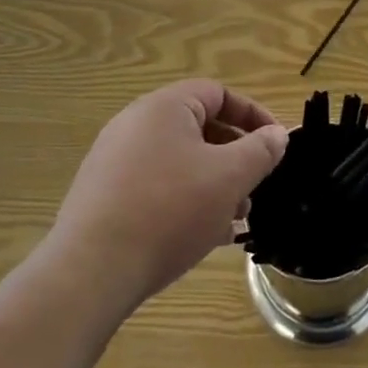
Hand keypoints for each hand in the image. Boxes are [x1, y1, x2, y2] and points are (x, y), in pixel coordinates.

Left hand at [48, 80, 288, 312]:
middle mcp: (135, 125)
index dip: (253, 115)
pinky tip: (202, 237)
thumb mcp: (229, 178)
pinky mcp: (103, 197)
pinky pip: (156, 188)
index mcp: (164, 107)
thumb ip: (260, 151)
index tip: (276, 144)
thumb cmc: (169, 211)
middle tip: (255, 187)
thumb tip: (278, 135)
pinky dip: (184, 202)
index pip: (218, 94)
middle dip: (234, 157)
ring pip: (179, 162)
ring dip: (212, 184)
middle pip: (198, 128)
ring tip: (233, 219)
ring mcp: (114, 162)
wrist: (90, 274)